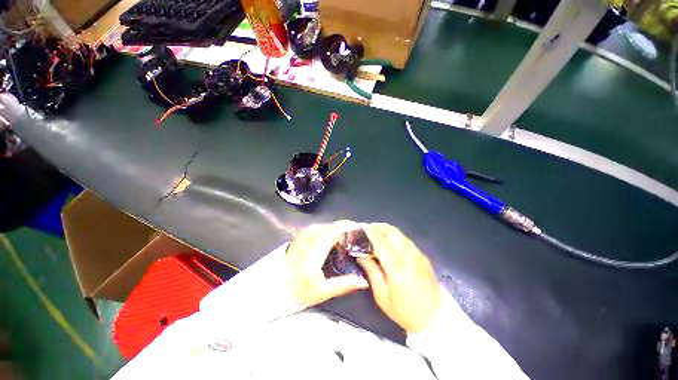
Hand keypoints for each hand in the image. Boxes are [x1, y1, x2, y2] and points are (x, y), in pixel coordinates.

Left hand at [286, 221, 368, 305]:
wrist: (277, 284)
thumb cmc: (300, 288)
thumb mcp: (322, 291)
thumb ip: (344, 284)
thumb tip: (364, 281)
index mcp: (316, 249)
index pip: (336, 231)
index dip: (350, 229)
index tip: (362, 230)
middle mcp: (311, 237)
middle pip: (333, 226)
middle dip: (347, 228)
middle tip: (358, 234)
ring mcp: (306, 233)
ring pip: (328, 225)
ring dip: (339, 228)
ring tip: (349, 235)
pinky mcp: (303, 234)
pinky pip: (321, 226)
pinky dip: (330, 229)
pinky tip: (334, 236)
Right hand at [358, 223, 441, 332]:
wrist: (435, 319)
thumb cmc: (405, 311)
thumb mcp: (382, 296)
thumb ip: (371, 271)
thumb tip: (361, 255)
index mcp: (396, 266)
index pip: (380, 242)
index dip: (370, 232)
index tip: (361, 227)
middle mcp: (408, 255)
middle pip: (391, 232)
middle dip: (377, 226)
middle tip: (366, 227)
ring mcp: (417, 254)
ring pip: (399, 234)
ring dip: (386, 229)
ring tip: (375, 231)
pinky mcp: (423, 256)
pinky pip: (406, 240)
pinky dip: (394, 235)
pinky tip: (389, 240)